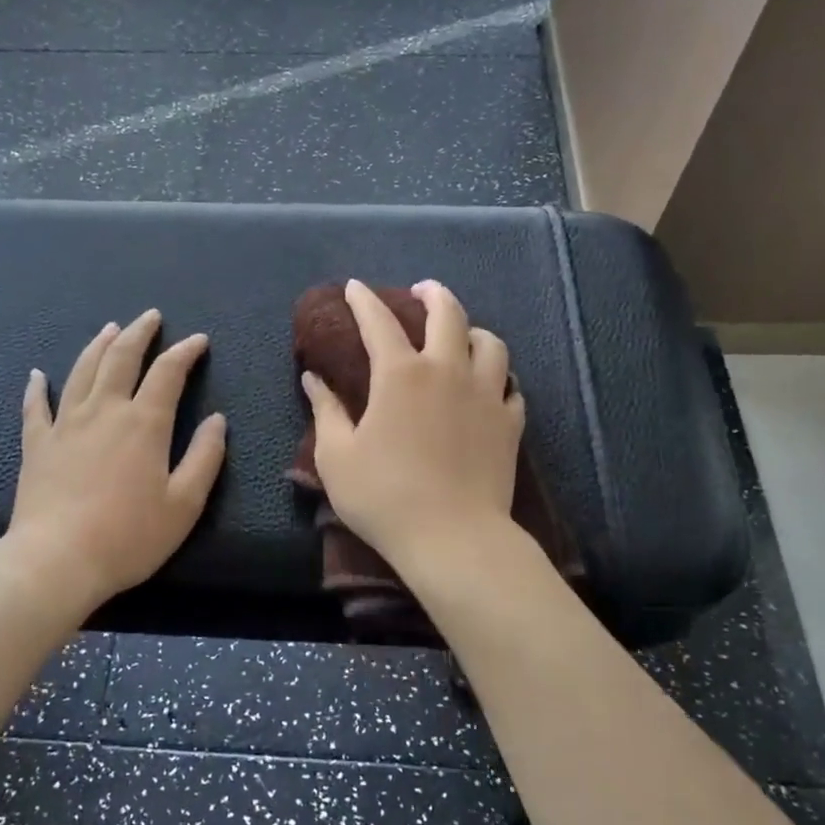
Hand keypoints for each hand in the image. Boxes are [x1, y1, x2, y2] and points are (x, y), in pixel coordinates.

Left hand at [6, 310, 226, 610]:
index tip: (198, 340)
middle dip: (139, 333)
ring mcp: (66, 424)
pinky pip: (36, 407)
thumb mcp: (184, 504)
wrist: (57, 561)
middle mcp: (104, 411)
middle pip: (121, 358)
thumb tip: (217, 420)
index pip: (168, 372)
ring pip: (82, 371)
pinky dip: (37, 388)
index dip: (185, 351)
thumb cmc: (128, 536)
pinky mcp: (37, 445)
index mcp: (144, 423)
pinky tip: (37, 375)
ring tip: (110, 329)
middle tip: (150, 316)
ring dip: (98, 346)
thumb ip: (205, 457)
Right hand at [302, 279, 524, 579]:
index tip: (355, 287)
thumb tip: (313, 378)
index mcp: (400, 374)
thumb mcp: (337, 456)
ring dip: (473, 331)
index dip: (364, 300)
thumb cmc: (384, 496)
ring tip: (462, 336)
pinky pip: (510, 386)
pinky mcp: (510, 423)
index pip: (379, 321)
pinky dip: (498, 377)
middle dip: (433, 294)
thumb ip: (326, 411)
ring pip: (490, 343)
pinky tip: (489, 385)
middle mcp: (447, 370)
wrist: (452, 538)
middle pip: (448, 314)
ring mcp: (485, 394)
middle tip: (422, 291)